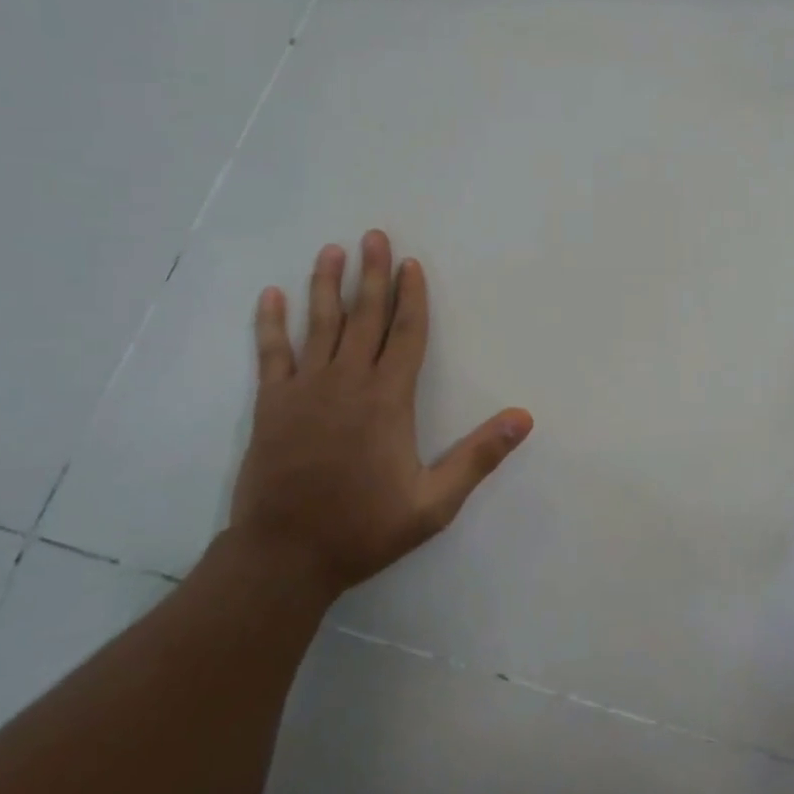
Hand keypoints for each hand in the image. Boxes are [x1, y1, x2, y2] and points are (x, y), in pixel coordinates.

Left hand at [232, 230, 532, 596]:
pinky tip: (270, 296)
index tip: (411, 263)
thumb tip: (524, 417)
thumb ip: (478, 456)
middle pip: (364, 316)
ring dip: (326, 284)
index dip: (412, 296)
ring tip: (332, 251)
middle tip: (374, 237)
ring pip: (319, 324)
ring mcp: (305, 390)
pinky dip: (270, 323)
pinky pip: (271, 354)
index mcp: (388, 399)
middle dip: (372, 274)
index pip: (406, 333)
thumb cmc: (364, 527)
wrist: (284, 556)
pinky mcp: (271, 405)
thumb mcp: (434, 502)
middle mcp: (348, 382)